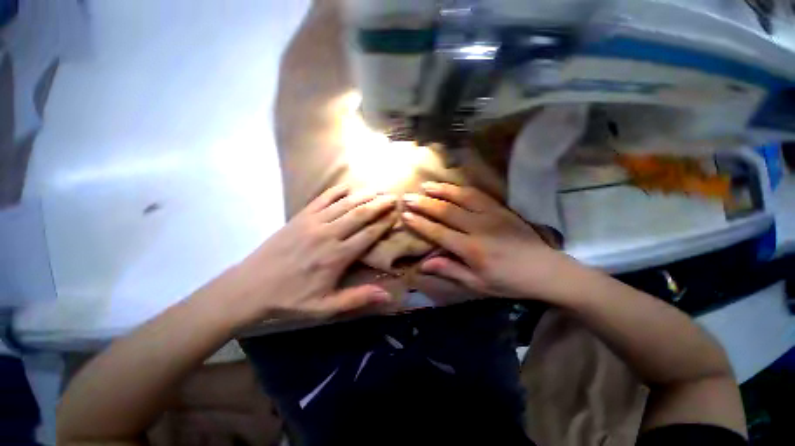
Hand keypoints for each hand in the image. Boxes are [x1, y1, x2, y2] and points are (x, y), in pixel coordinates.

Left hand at [220, 185, 396, 325]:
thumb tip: (388, 295)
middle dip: (379, 204)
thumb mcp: (325, 307)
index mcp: (337, 257)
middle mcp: (328, 235)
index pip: (368, 235)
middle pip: (360, 214)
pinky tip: (348, 186)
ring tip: (377, 190)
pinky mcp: (300, 217)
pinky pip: (322, 199)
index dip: (383, 223)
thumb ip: (357, 298)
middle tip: (392, 197)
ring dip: (363, 195)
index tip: (395, 215)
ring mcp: (313, 223)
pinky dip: (336, 191)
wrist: (249, 287)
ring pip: (344, 204)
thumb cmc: (291, 299)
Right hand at [402, 182, 563, 298]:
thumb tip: (423, 265)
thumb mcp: (478, 283)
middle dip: (424, 203)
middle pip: (446, 211)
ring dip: (441, 190)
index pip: (439, 232)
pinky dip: (461, 188)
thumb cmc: (509, 281)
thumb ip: (450, 270)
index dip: (420, 223)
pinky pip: (478, 194)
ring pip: (461, 197)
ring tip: (425, 185)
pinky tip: (451, 186)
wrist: (546, 269)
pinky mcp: (501, 209)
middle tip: (408, 197)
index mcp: (472, 249)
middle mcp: (479, 227)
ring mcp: (491, 214)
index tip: (405, 215)